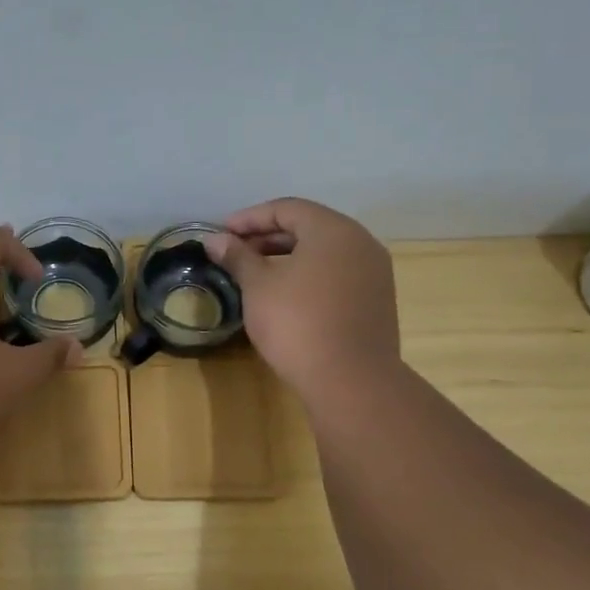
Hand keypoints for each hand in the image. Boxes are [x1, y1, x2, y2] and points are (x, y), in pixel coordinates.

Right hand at [204, 198, 400, 400]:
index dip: (249, 218)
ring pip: (324, 252)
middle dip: (267, 236)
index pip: (286, 208)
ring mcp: (373, 272)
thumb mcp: (258, 287)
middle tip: (234, 252)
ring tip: (255, 274)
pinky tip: (285, 295)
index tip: (222, 234)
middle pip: (308, 227)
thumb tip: (214, 240)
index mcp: (333, 230)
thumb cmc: (298, 324)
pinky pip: (337, 274)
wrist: (351, 381)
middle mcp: (360, 242)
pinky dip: (308, 275)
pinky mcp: (375, 300)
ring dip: (287, 256)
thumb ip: (237, 257)